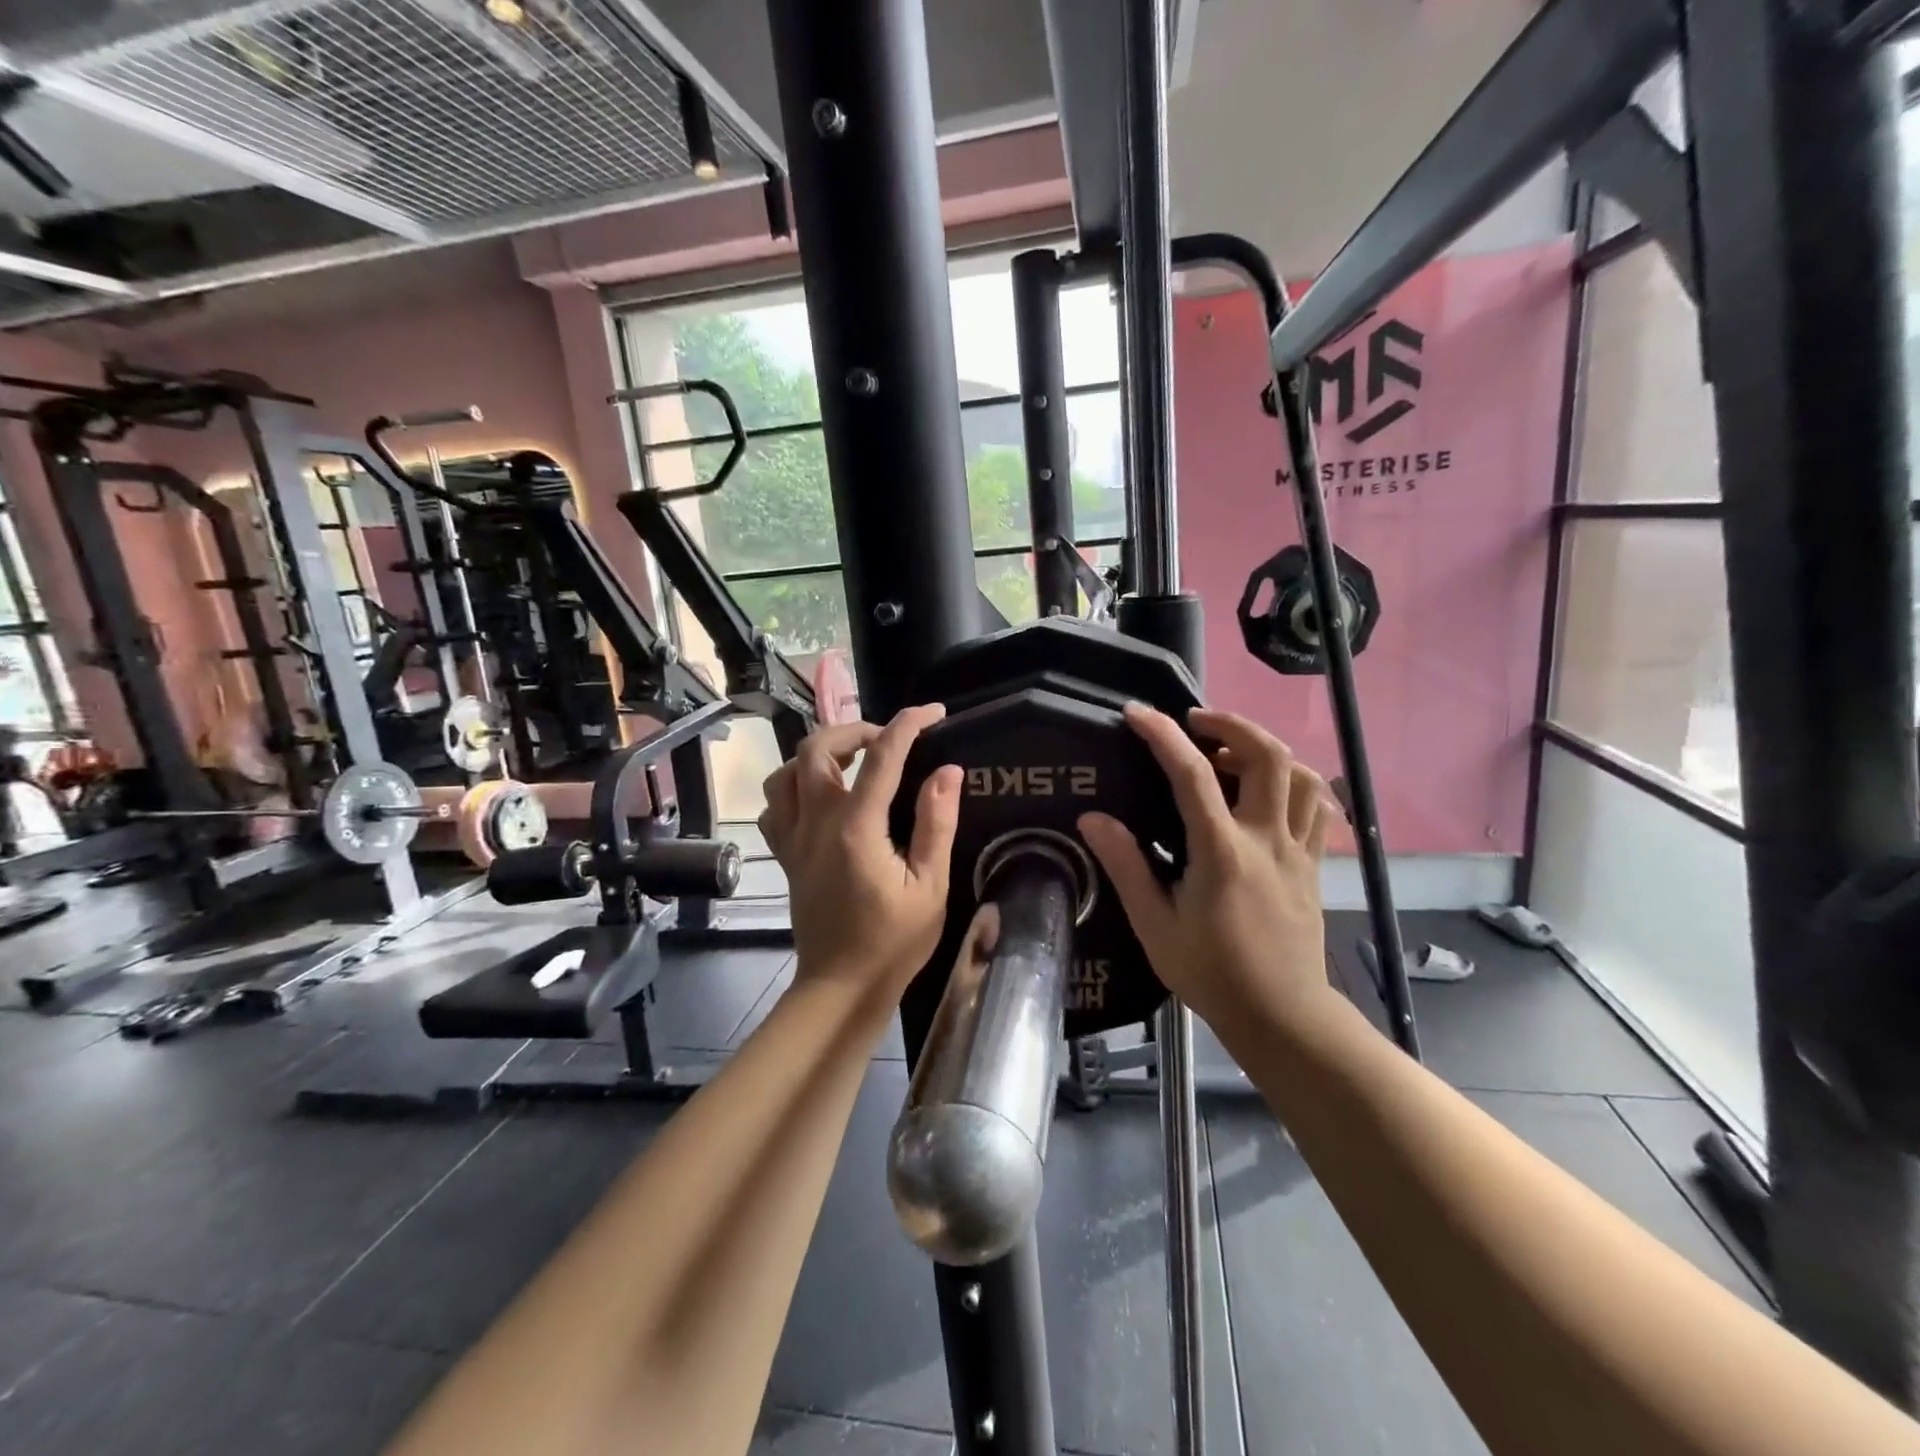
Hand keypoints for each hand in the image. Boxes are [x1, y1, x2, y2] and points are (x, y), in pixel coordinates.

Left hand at [758, 704, 962, 1005]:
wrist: (841, 987)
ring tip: (852, 761)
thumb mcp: (930, 887)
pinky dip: (794, 786)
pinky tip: (820, 796)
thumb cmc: (894, 942)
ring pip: (786, 770)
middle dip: (854, 729)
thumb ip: (937, 824)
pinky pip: (775, 804)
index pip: (882, 756)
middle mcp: (816, 823)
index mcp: (857, 829)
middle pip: (817, 747)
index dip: (908, 724)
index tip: (933, 712)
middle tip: (888, 741)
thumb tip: (947, 770)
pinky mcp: (785, 854)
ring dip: (819, 753)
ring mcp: (793, 838)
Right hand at [1078, 705, 1339, 1035]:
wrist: (1282, 1016)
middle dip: (1231, 723)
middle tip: (1195, 723)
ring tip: (1230, 756)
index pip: (1192, 774)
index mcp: (1222, 852)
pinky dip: (1294, 783)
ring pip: (1300, 775)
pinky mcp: (1313, 863)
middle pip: (1267, 755)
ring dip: (1265, 750)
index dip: (1162, 735)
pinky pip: (1317, 806)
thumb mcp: (1155, 925)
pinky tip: (1267, 792)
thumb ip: (1126, 866)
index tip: (1136, 713)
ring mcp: (1298, 849)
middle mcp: (1266, 838)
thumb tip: (1093, 818)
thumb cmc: (1212, 973)